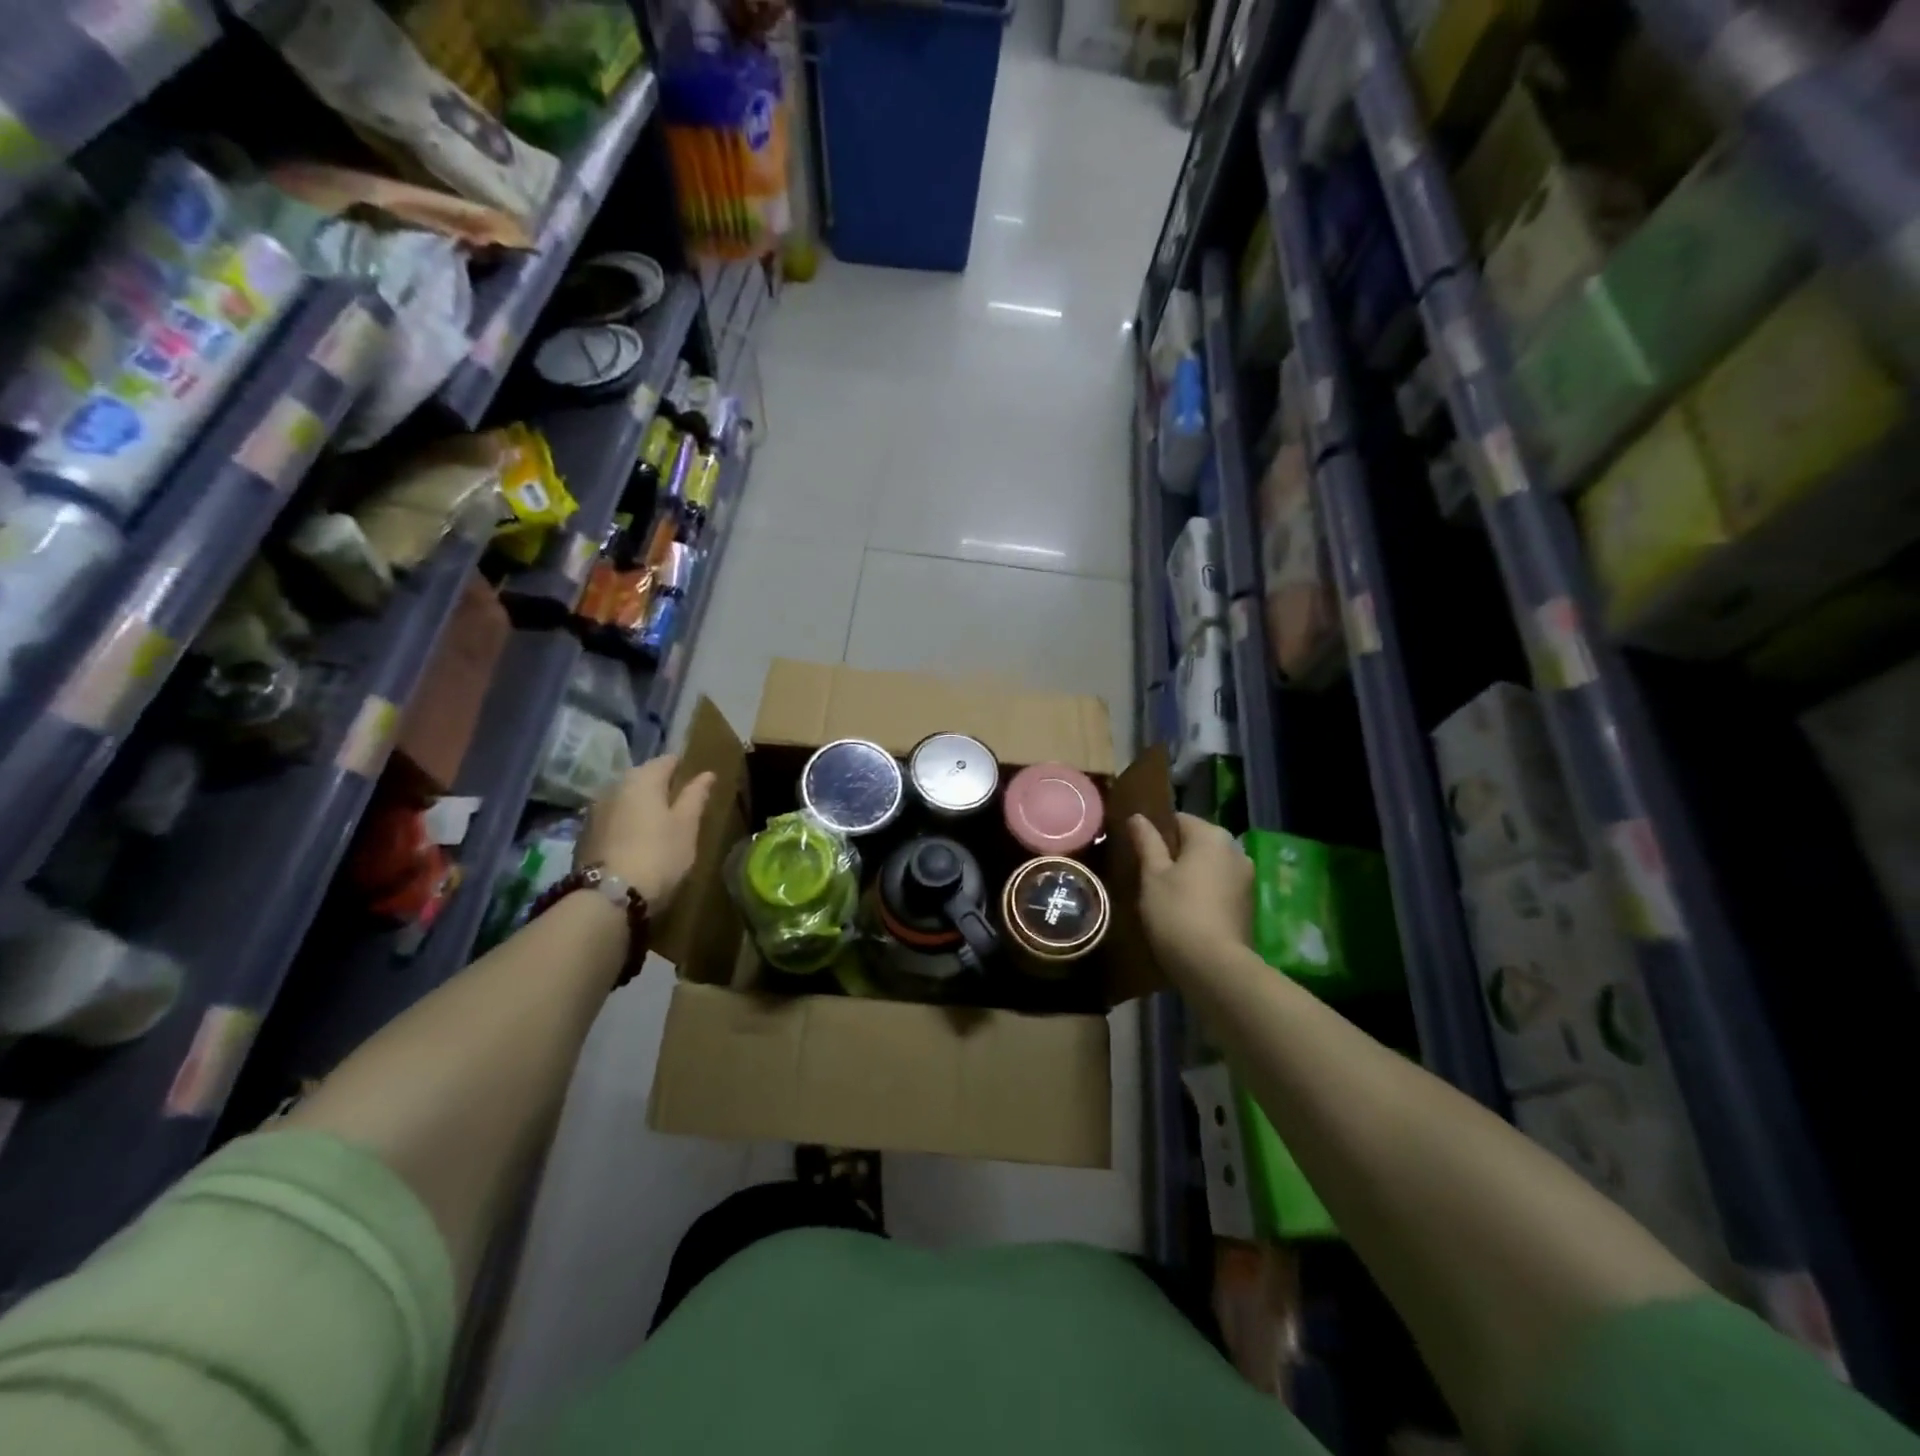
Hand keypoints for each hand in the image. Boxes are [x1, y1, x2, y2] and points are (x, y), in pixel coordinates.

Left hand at [577, 755, 714, 911]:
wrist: (608, 896)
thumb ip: (695, 797)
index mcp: (642, 778)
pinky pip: (612, 819)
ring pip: (625, 799)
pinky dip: (625, 823)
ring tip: (659, 825)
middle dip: (660, 787)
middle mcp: (614, 786)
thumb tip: (706, 774)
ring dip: (640, 807)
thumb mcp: (686, 826)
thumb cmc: (659, 854)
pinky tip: (636, 841)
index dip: (683, 767)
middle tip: (680, 806)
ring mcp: (595, 810)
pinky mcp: (584, 834)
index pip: (666, 760)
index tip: (695, 781)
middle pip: (642, 778)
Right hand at [1128, 813, 1253, 974]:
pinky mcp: (1248, 904)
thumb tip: (1138, 817)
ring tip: (1165, 895)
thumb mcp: (1152, 875)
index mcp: (1212, 836)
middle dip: (1174, 854)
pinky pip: (1220, 886)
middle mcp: (1235, 850)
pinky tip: (1186, 911)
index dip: (1156, 833)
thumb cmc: (1176, 912)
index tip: (1139, 853)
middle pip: (1197, 842)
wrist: (1214, 967)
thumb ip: (1147, 842)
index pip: (1178, 819)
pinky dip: (1204, 892)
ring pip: (1209, 865)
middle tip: (1148, 876)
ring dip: (1190, 874)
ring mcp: (1246, 878)